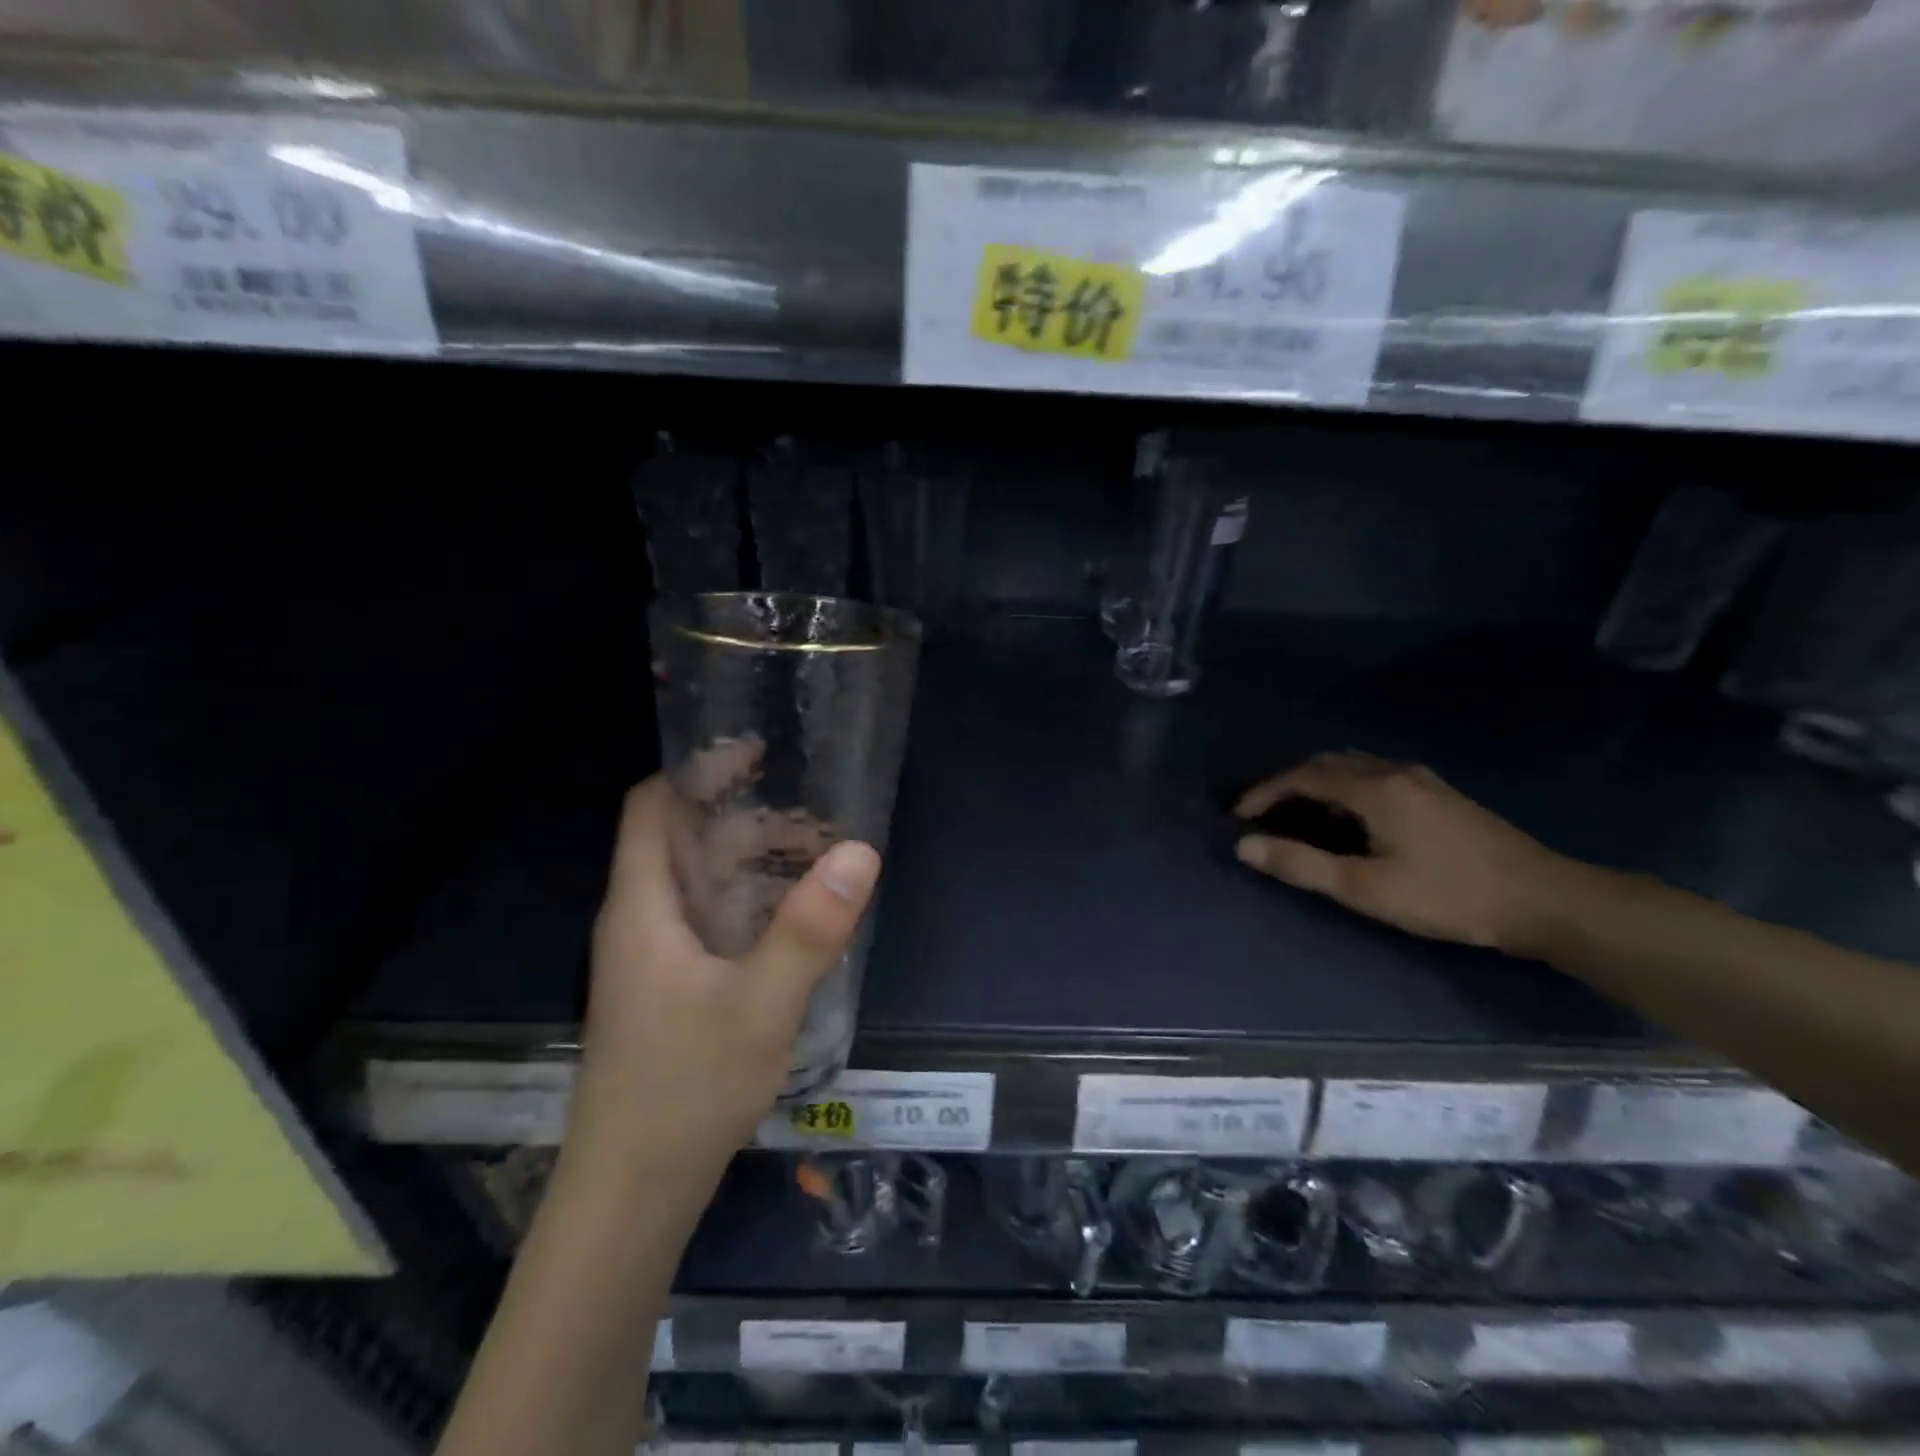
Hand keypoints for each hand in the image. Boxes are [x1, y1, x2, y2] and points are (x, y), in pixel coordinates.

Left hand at [566, 775, 880, 1182]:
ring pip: (702, 884)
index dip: (696, 770)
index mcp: (643, 907)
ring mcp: (654, 960)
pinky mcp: (671, 990)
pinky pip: (711, 921)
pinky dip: (751, 902)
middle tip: (814, 811)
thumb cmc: (684, 1091)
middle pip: (685, 841)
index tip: (757, 752)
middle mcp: (641, 921)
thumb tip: (860, 850)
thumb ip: (810, 929)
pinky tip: (796, 918)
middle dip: (746, 816)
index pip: (651, 807)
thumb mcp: (760, 1006)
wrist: (631, 1199)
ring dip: (753, 862)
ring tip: (818, 856)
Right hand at [1233, 751, 1587, 954]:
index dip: (1264, 793)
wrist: (1545, 899)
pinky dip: (1345, 787)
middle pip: (1326, 763)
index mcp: (1373, 788)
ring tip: (1300, 815)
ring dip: (1318, 783)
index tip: (1238, 816)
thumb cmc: (1448, 895)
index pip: (1302, 777)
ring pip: (1353, 766)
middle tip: (1265, 814)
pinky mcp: (1439, 793)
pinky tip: (1351, 818)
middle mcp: (1393, 771)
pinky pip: (1375, 775)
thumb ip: (1302, 865)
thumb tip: (1244, 847)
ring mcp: (1421, 779)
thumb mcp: (1366, 888)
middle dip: (1288, 784)